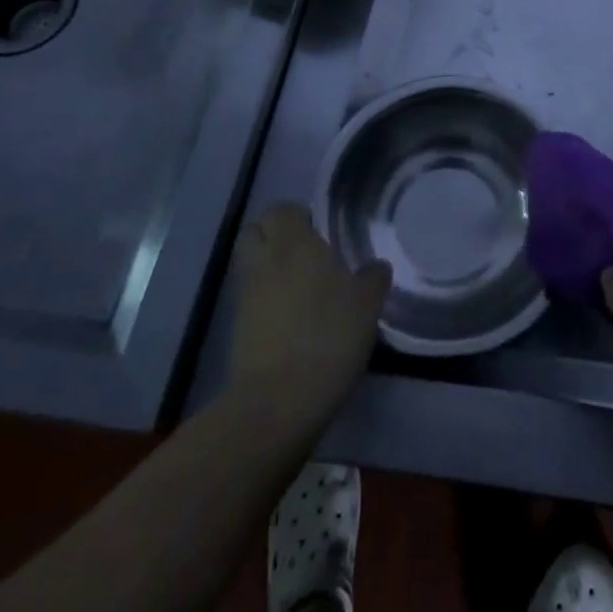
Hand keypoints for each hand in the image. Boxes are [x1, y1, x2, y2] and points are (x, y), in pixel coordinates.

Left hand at [228, 205, 391, 422]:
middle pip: (255, 231)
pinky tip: (291, 318)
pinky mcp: (237, 329)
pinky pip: (250, 298)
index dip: (298, 216)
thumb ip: (373, 278)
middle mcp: (266, 261)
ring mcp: (246, 296)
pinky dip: (265, 300)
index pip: (282, 210)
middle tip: (304, 253)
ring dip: (268, 268)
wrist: (278, 402)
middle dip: (274, 235)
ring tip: (300, 287)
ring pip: (250, 265)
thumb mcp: (368, 305)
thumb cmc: (329, 337)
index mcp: (296, 244)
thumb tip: (375, 267)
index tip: (320, 231)